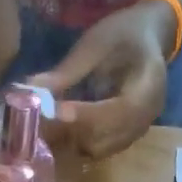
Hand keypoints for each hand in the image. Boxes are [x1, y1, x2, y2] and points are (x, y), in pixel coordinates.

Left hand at [30, 0, 178, 159]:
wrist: (149, 37)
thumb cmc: (124, 33)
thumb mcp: (97, 43)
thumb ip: (68, 71)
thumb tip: (31, 90)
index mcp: (149, 86)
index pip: (120, 111)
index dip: (88, 115)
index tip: (57, 111)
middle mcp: (146, 117)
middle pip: (107, 138)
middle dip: (72, 131)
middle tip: (40, 121)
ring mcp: (136, 131)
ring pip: (99, 148)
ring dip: (71, 140)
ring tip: (45, 125)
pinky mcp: (124, 138)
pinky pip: (98, 148)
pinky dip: (76, 142)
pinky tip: (57, 129)